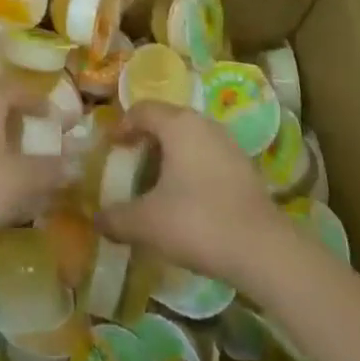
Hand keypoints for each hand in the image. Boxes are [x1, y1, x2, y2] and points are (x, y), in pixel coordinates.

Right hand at [97, 101, 285, 286]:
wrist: (264, 250)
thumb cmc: (198, 222)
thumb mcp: (149, 223)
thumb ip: (117, 218)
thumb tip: (95, 220)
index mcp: (177, 124)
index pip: (142, 110)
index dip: (122, 125)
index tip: (111, 147)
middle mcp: (202, 123)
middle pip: (167, 120)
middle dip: (146, 139)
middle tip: (131, 162)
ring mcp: (227, 143)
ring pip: (189, 138)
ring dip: (171, 154)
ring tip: (158, 182)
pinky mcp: (244, 167)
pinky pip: (208, 156)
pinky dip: (192, 168)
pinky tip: (188, 198)